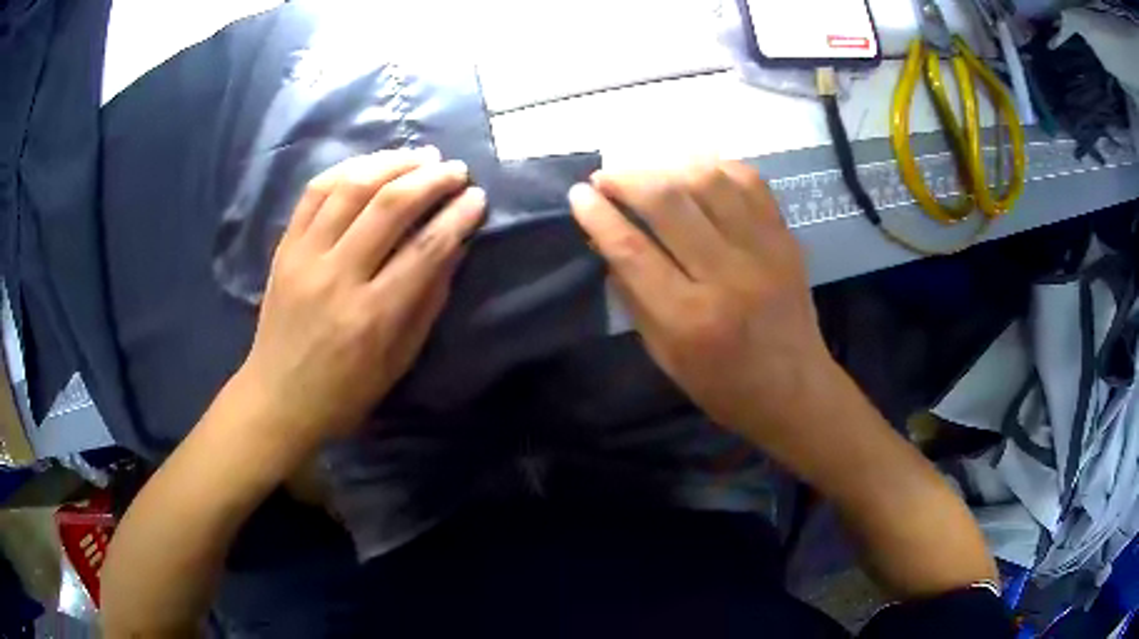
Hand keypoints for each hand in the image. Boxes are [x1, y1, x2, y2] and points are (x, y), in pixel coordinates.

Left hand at [238, 148, 485, 447]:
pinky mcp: (284, 248)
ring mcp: (305, 257)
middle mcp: (337, 277)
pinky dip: (347, 169)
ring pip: (351, 187)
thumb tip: (454, 247)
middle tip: (455, 169)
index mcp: (372, 316)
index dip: (458, 216)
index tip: (478, 197)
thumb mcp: (399, 359)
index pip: (426, 248)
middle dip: (431, 179)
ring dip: (391, 163)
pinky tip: (371, 165)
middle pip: (390, 206)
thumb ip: (428, 301)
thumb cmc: (345, 391)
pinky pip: (314, 192)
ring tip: (419, 157)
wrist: (278, 398)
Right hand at [568, 161, 836, 435]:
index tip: (578, 194)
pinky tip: (695, 171)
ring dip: (668, 166)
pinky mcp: (786, 239)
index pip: (632, 249)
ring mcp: (763, 251)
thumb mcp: (665, 355)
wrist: (795, 390)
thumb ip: (634, 297)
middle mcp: (728, 276)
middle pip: (668, 203)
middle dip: (627, 179)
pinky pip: (751, 182)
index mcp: (690, 319)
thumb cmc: (723, 385)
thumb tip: (605, 241)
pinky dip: (717, 166)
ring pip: (709, 181)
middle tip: (606, 177)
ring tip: (649, 172)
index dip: (599, 215)